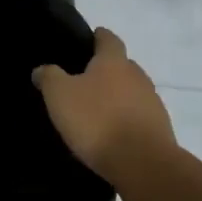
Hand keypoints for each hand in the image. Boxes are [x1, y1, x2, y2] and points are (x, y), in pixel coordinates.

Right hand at [33, 28, 175, 182]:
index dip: (98, 37)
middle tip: (85, 80)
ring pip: (132, 92)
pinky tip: (112, 133)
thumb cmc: (97, 120)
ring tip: (97, 110)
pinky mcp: (160, 129)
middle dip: (107, 70)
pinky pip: (139, 117)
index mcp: (114, 61)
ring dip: (118, 97)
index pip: (108, 39)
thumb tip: (41, 69)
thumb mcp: (60, 95)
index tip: (90, 38)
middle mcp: (138, 76)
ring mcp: (152, 103)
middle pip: (123, 66)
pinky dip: (126, 119)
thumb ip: (49, 77)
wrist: (143, 163)